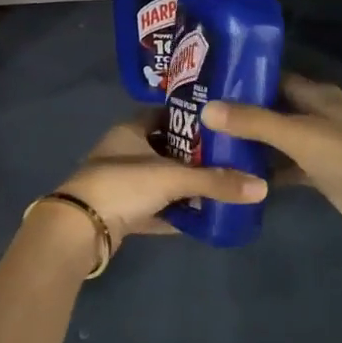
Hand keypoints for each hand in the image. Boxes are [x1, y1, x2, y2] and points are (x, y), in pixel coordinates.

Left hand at [48, 116, 266, 249]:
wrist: (79, 229)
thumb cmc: (123, 185)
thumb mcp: (173, 178)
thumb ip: (216, 181)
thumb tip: (262, 187)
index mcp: (129, 130)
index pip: (162, 113)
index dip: (188, 115)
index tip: (218, 121)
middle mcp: (123, 152)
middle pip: (164, 147)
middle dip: (193, 153)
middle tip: (227, 155)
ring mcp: (120, 183)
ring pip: (160, 179)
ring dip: (184, 184)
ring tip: (220, 185)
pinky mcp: (121, 212)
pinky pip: (155, 208)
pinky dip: (174, 211)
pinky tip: (200, 216)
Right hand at [202, 74, 341, 239]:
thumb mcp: (296, 133)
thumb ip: (252, 121)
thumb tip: (207, 109)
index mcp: (317, 94)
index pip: (274, 78)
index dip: (244, 80)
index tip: (210, 85)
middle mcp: (317, 114)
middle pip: (273, 109)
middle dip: (242, 113)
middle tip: (201, 117)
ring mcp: (319, 145)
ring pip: (277, 139)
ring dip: (251, 143)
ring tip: (211, 143)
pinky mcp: (318, 172)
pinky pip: (285, 166)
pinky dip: (266, 169)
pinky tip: (237, 175)